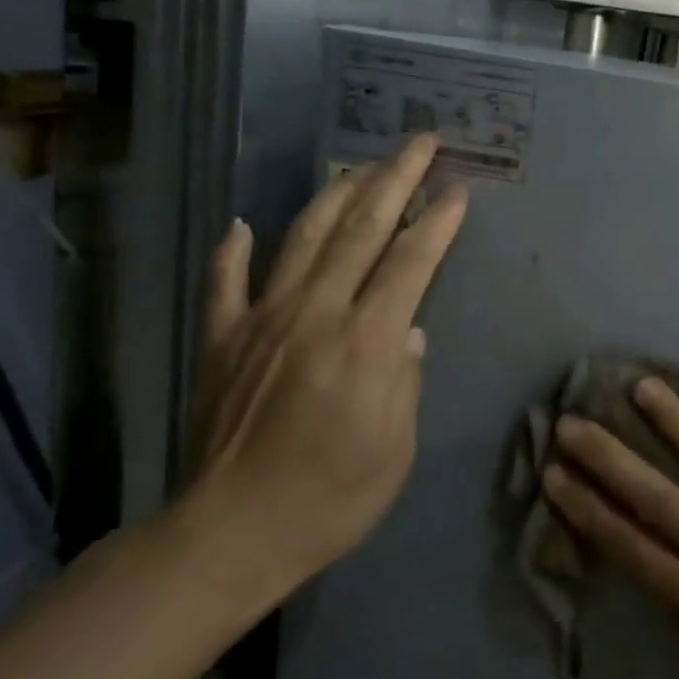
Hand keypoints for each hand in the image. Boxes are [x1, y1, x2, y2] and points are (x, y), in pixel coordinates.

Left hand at [172, 135, 467, 619]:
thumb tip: (409, 331)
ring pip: (303, 238)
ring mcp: (261, 320)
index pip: (410, 262)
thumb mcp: (395, 449)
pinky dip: (234, 248)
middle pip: (362, 229)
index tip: (457, 189)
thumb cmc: (331, 500)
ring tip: (361, 166)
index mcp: (365, 343)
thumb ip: (406, 379)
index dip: (438, 221)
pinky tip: (243, 222)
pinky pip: (226, 281)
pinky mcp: (221, 338)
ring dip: (336, 195)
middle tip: (421, 144)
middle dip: (396, 179)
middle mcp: (314, 314)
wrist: (232, 534)